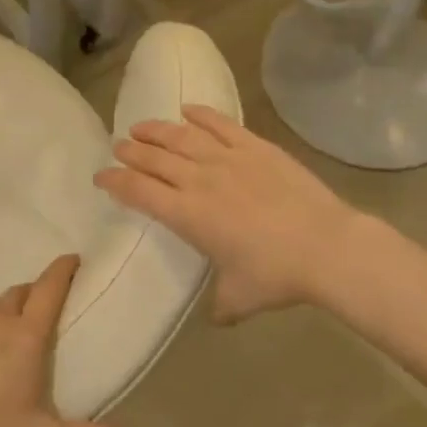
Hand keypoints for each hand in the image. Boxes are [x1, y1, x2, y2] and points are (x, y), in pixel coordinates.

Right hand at [95, 105, 363, 322]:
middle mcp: (199, 180)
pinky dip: (201, 114)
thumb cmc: (276, 275)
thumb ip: (221, 304)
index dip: (115, 182)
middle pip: (154, 158)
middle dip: (131, 152)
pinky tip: (187, 109)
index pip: (139, 192)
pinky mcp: (255, 146)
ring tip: (141, 127)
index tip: (101, 177)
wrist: (325, 246)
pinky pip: (220, 124)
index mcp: (188, 215)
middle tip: (118, 147)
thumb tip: (217, 317)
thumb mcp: (240, 298)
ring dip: (156, 130)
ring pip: (181, 136)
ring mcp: (227, 158)